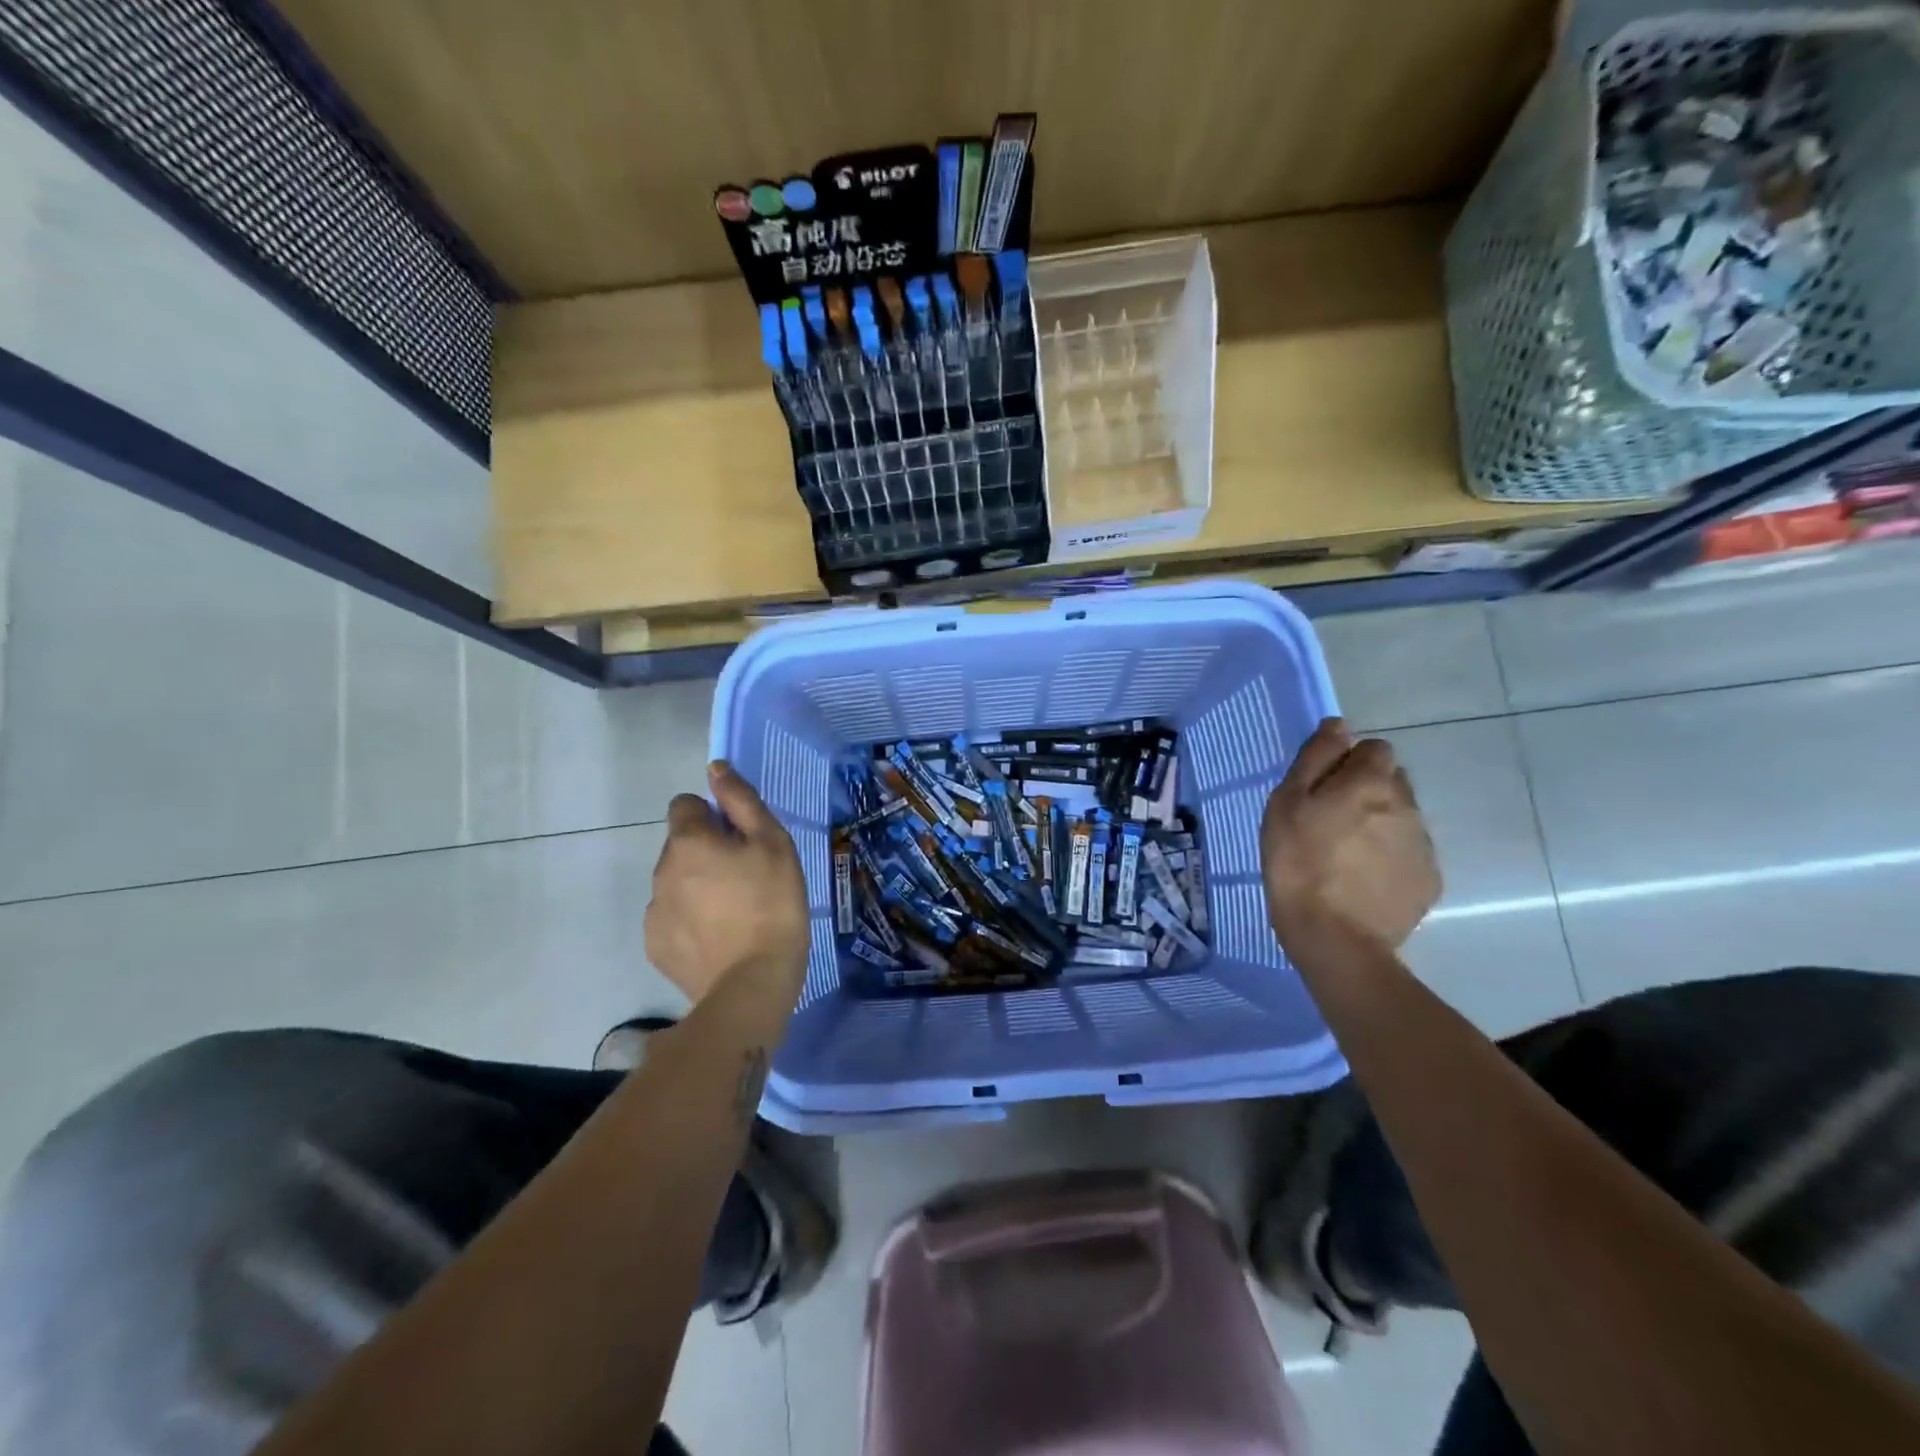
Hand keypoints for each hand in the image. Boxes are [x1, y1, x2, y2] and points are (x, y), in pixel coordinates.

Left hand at [646, 761, 809, 1006]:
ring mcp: (653, 910)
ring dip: (697, 886)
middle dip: (706, 852)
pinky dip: (690, 920)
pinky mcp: (655, 945)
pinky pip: (671, 917)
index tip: (741, 840)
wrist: (752, 984)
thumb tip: (715, 768)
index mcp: (689, 840)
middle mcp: (660, 869)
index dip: (713, 816)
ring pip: (675, 881)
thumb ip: (741, 801)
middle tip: (745, 878)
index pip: (685, 805)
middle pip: (681, 845)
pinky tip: (718, 938)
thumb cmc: (772, 904)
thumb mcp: (773, 843)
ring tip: (734, 913)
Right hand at [1261, 718, 1440, 951]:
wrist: (1336, 938)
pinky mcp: (1428, 879)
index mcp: (1370, 782)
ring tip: (1345, 854)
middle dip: (1366, 790)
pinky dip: (1389, 857)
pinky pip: (1408, 852)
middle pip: (1391, 781)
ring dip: (1378, 823)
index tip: (1323, 787)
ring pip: (1401, 816)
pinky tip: (1362, 879)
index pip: (1374, 748)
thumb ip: (1315, 759)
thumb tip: (1338, 726)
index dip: (1348, 762)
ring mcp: (1422, 844)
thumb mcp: (1287, 804)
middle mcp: (1406, 805)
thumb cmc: (1298, 864)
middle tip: (1330, 820)